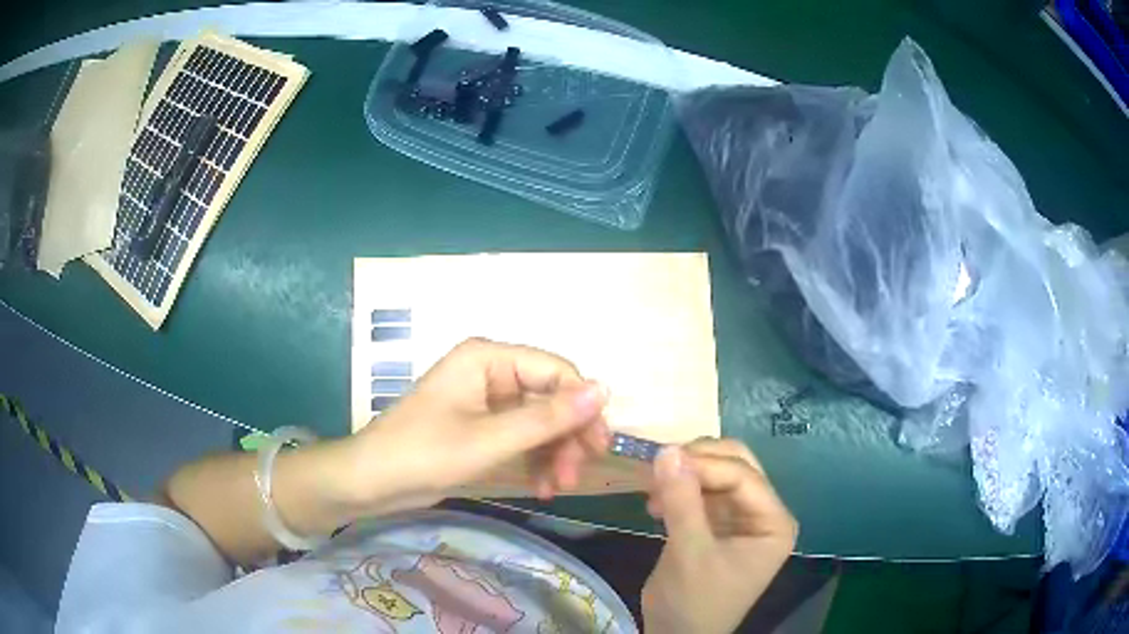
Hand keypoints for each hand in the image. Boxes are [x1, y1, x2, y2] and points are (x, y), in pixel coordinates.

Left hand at [341, 338, 610, 515]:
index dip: (582, 405)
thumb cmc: (424, 453)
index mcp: (488, 359)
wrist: (371, 482)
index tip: (599, 446)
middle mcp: (491, 372)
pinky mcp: (482, 426)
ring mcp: (487, 400)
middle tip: (578, 473)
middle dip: (567, 436)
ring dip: (554, 452)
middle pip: (550, 396)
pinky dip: (536, 459)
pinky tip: (542, 486)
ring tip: (557, 487)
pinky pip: (522, 436)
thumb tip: (605, 390)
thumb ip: (548, 418)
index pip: (555, 370)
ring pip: (540, 420)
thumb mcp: (490, 440)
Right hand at [642, 439, 796, 633]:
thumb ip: (682, 501)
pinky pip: (701, 492)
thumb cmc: (694, 602)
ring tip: (652, 489)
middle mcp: (763, 513)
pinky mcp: (718, 524)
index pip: (743, 476)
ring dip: (685, 474)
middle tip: (659, 466)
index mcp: (773, 522)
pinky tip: (655, 503)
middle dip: (698, 461)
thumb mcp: (689, 553)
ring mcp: (741, 518)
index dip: (704, 464)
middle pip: (736, 466)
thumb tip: (666, 450)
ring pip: (717, 474)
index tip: (661, 460)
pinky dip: (679, 490)